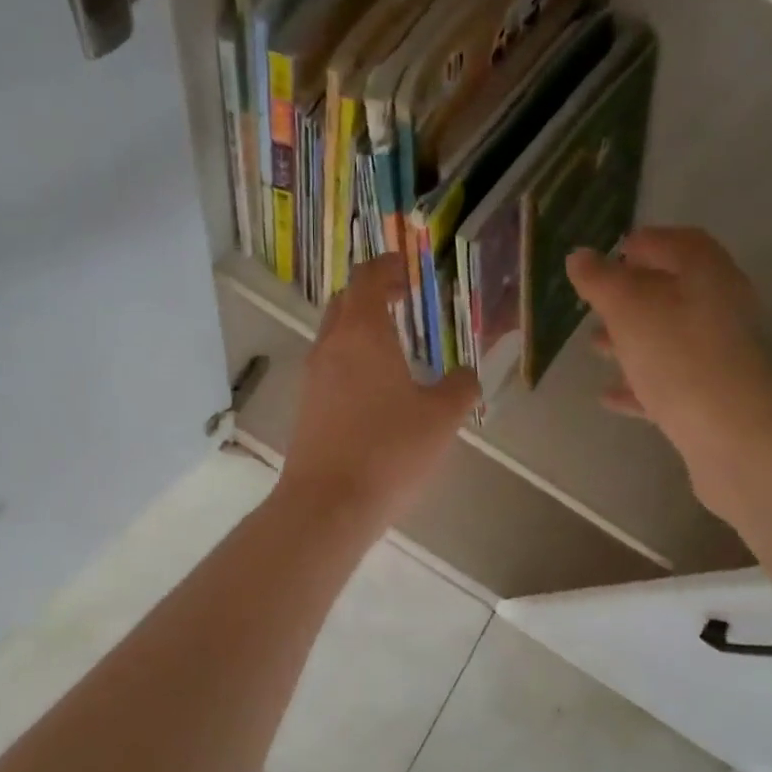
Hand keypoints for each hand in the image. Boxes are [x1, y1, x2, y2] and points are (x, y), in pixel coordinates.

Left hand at [278, 254, 479, 529]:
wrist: (327, 505)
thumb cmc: (389, 451)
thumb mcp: (441, 418)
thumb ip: (460, 388)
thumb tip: (466, 375)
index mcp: (362, 333)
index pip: (368, 279)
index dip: (388, 267)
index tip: (407, 268)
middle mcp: (330, 346)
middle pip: (345, 302)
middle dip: (373, 294)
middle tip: (403, 300)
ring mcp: (312, 377)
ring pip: (334, 335)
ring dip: (360, 329)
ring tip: (395, 345)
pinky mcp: (306, 407)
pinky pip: (329, 367)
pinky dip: (351, 360)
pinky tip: (376, 389)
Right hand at [567, 228, 771, 480]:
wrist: (732, 434)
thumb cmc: (677, 354)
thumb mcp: (628, 307)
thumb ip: (600, 279)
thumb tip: (579, 256)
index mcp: (707, 273)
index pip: (678, 242)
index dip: (645, 242)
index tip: (611, 253)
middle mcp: (720, 307)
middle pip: (672, 291)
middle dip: (631, 295)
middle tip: (594, 302)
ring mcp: (718, 354)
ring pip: (668, 337)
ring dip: (631, 338)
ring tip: (593, 346)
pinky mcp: (711, 395)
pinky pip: (669, 380)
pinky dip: (639, 382)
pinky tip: (609, 394)